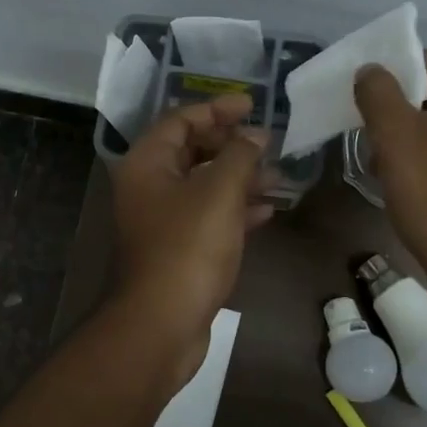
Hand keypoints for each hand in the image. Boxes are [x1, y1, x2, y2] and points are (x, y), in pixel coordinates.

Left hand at [109, 94, 271, 372]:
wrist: (162, 322)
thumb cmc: (188, 248)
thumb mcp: (219, 192)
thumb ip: (240, 156)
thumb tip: (255, 135)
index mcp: (148, 163)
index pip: (181, 120)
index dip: (217, 109)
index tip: (252, 105)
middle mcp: (148, 186)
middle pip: (191, 151)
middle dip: (231, 145)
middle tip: (267, 143)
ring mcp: (161, 220)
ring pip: (203, 185)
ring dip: (239, 178)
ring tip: (278, 176)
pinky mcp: (177, 248)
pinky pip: (207, 216)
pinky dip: (235, 209)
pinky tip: (266, 211)